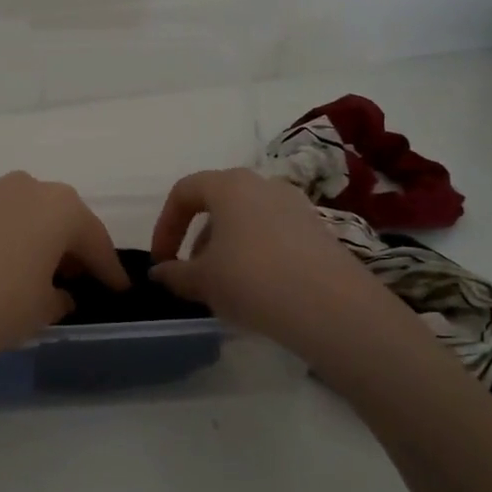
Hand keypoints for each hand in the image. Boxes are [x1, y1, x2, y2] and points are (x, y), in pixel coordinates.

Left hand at [0, 172, 128, 384]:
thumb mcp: (41, 310)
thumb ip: (60, 299)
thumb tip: (61, 295)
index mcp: (60, 206)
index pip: (96, 242)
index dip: (110, 272)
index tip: (120, 292)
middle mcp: (27, 189)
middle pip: (62, 222)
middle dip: (73, 253)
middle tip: (79, 285)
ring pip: (29, 221)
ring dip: (39, 247)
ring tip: (39, 282)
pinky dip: (10, 247)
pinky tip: (3, 275)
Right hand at [150, 168, 367, 345]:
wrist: (331, 307)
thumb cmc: (252, 280)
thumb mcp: (202, 281)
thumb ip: (175, 273)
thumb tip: (160, 272)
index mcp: (229, 185)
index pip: (184, 192)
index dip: (165, 225)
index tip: (161, 260)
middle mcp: (263, 185)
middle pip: (218, 204)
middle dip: (198, 238)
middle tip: (192, 274)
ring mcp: (296, 206)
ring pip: (247, 221)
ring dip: (226, 248)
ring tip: (224, 286)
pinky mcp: (318, 231)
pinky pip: (273, 236)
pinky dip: (256, 255)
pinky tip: (257, 290)